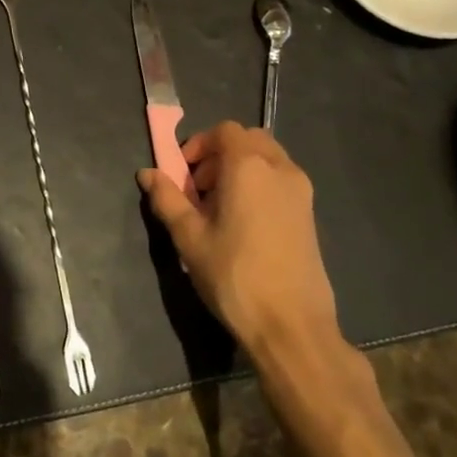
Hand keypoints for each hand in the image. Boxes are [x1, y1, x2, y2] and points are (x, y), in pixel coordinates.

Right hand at [139, 121, 342, 362]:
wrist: (292, 325)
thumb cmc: (234, 276)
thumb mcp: (189, 238)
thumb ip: (167, 199)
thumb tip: (147, 173)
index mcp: (249, 166)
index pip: (225, 131)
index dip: (199, 144)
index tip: (183, 174)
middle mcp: (280, 168)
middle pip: (249, 140)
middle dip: (220, 155)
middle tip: (199, 189)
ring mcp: (301, 191)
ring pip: (268, 159)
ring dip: (241, 169)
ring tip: (220, 208)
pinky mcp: (310, 214)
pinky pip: (281, 181)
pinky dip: (260, 185)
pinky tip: (244, 225)